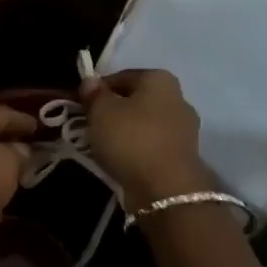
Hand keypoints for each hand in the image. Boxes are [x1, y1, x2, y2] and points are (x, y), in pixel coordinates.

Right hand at [78, 69, 205, 209]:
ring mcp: (185, 129)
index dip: (98, 90)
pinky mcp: (184, 156)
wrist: (167, 190)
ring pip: (145, 124)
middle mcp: (178, 98)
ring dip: (126, 132)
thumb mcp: (101, 111)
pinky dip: (138, 150)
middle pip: (136, 100)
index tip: (82, 106)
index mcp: (159, 79)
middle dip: (114, 111)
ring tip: (104, 147)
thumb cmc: (131, 139)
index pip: (121, 76)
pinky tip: (122, 161)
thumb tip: (90, 82)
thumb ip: (93, 94)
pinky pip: (153, 145)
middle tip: (92, 126)